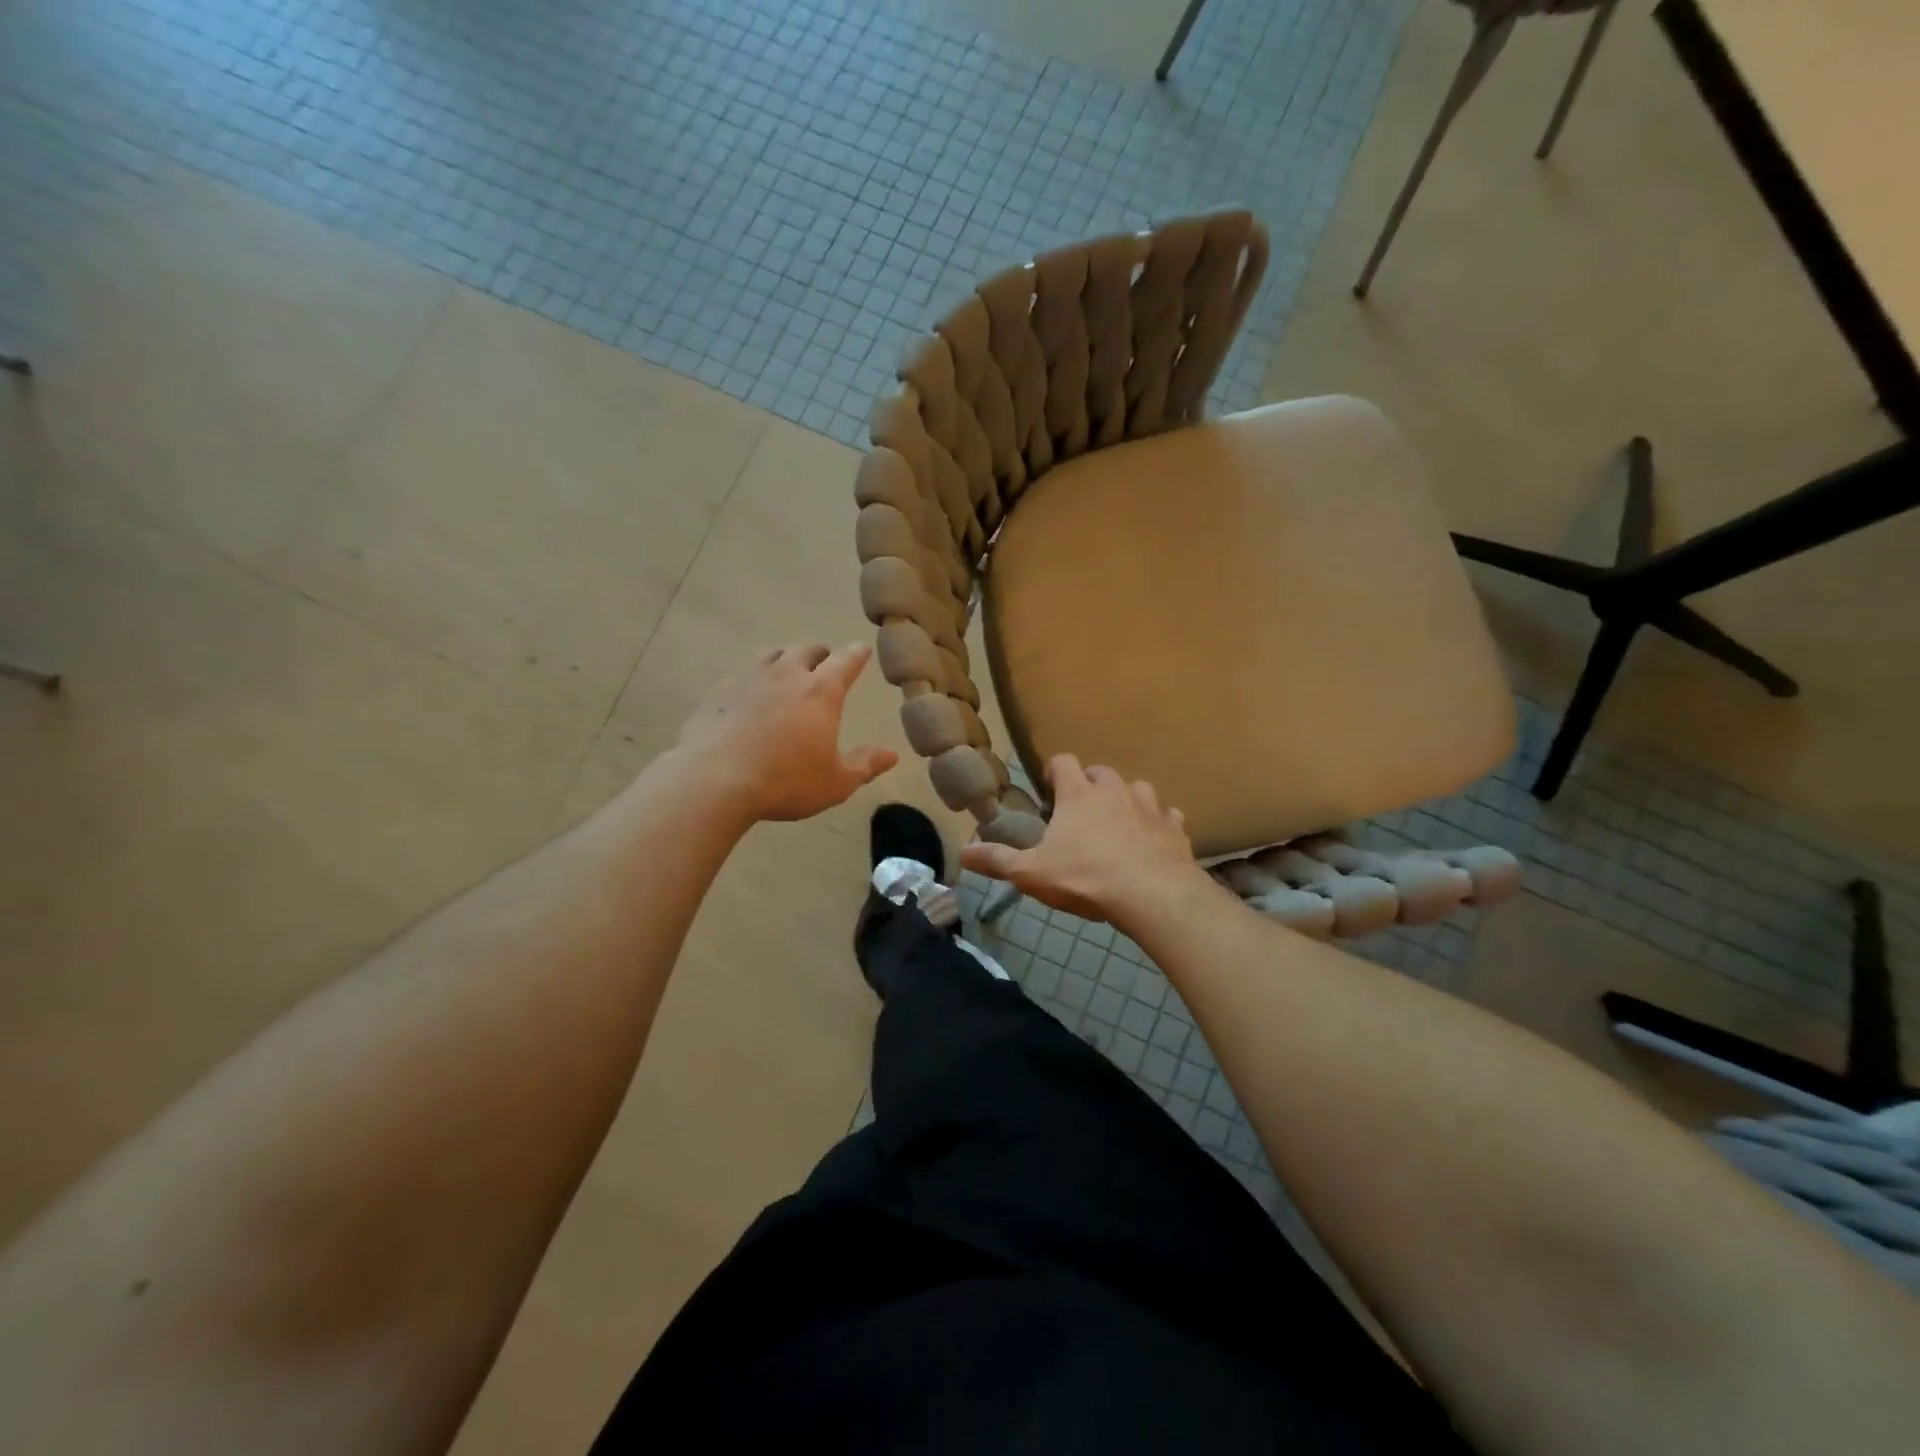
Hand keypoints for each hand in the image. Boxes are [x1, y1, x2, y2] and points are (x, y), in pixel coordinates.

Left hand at [674, 644, 898, 822]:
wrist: (713, 781)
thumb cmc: (785, 781)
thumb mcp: (835, 782)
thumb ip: (865, 765)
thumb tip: (892, 755)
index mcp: (821, 691)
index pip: (845, 661)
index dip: (857, 655)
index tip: (862, 650)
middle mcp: (786, 674)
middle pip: (807, 651)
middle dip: (821, 655)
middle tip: (825, 664)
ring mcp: (749, 678)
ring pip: (772, 655)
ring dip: (785, 659)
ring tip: (787, 671)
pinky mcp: (719, 691)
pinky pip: (742, 674)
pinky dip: (753, 678)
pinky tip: (749, 695)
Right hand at [959, 755, 1199, 922]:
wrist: (1152, 895)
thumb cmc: (1086, 877)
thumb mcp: (1032, 873)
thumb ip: (998, 861)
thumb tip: (962, 852)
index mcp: (1078, 795)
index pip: (1063, 762)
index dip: (1053, 771)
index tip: (1048, 787)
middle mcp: (1114, 790)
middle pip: (1100, 772)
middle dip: (1089, 785)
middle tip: (1080, 811)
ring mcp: (1149, 805)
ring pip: (1137, 789)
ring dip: (1126, 801)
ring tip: (1118, 824)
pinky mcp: (1175, 827)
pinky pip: (1167, 816)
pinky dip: (1158, 824)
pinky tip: (1153, 842)